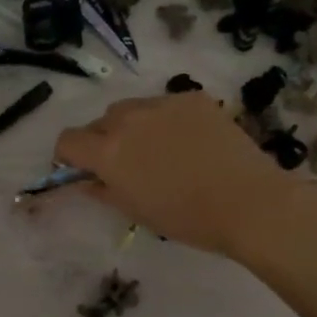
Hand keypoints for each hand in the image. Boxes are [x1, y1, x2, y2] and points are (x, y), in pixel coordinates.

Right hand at [53, 92, 309, 258]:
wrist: (248, 202)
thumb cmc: (187, 218)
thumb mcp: (135, 211)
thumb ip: (103, 190)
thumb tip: (86, 180)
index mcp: (108, 151)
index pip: (67, 140)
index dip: (68, 156)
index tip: (82, 170)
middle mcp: (129, 119)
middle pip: (100, 122)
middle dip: (103, 141)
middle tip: (125, 165)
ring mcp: (162, 103)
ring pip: (132, 109)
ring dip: (133, 127)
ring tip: (159, 151)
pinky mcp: (192, 98)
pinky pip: (165, 105)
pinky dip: (166, 120)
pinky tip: (189, 143)